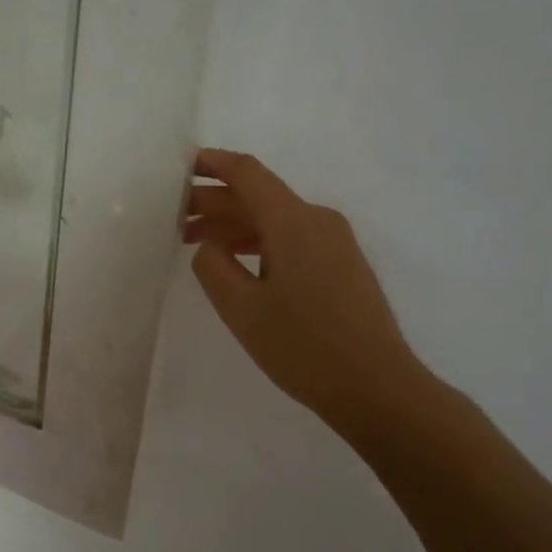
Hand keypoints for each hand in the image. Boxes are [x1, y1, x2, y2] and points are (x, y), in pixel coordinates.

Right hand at [184, 148, 428, 440]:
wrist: (376, 387)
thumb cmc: (303, 347)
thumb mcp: (242, 309)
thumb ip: (213, 267)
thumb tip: (209, 245)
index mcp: (293, 222)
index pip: (248, 174)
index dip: (212, 164)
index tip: (180, 166)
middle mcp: (318, 220)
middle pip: (260, 196)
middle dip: (215, 202)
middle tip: (174, 217)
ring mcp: (335, 242)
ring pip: (275, 220)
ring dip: (234, 226)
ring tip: (195, 243)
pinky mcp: (342, 264)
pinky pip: (293, 238)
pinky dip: (259, 242)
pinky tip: (237, 263)